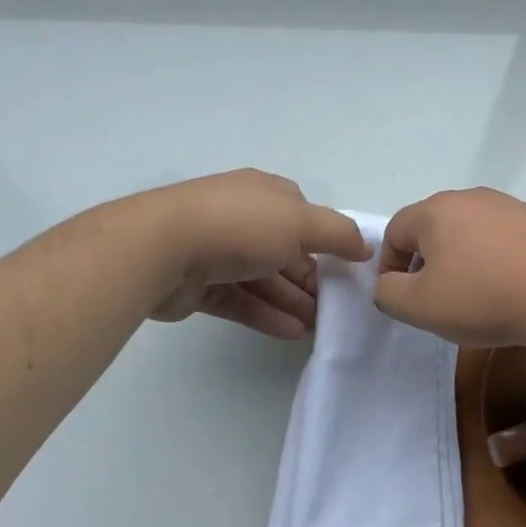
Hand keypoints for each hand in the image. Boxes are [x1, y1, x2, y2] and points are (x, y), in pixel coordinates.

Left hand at [144, 169, 369, 339]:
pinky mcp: (199, 285)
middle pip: (285, 250)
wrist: (160, 248)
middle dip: (311, 278)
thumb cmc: (239, 226)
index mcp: (265, 194)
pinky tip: (291, 333)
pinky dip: (266, 314)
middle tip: (336, 308)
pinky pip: (240, 300)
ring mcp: (217, 251)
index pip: (303, 215)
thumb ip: (338, 234)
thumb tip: (365, 246)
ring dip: (292, 301)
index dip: (326, 240)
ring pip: (263, 278)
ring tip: (318, 328)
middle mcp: (242, 218)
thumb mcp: (301, 222)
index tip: (347, 269)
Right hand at [373, 187, 525, 346]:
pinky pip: (502, 237)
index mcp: (435, 211)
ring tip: (475, 295)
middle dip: (427, 261)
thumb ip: (389, 293)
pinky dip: (495, 259)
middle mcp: (470, 198)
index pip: (395, 230)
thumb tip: (389, 282)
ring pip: (469, 231)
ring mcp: (508, 206)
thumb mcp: (421, 307)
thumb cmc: (484, 297)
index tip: (402, 295)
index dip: (390, 264)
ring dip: (462, 259)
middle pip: (433, 227)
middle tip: (436, 297)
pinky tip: (509, 287)